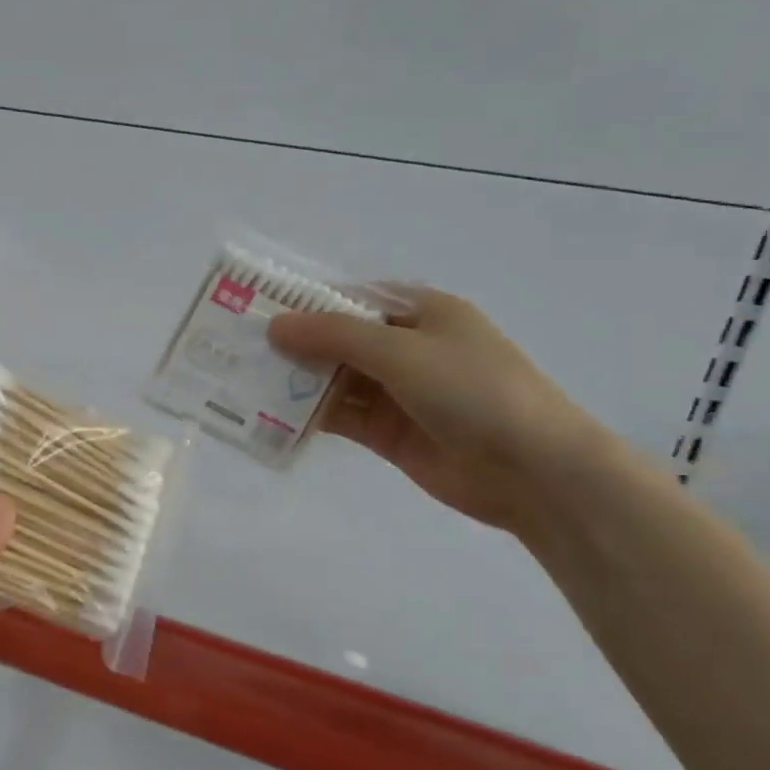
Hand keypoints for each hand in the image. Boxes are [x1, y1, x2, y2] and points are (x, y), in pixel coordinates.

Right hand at [268, 287, 610, 534]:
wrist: (533, 470)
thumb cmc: (474, 390)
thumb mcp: (402, 351)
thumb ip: (335, 337)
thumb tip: (275, 326)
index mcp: (419, 311)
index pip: (349, 299)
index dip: (303, 302)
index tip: (254, 308)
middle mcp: (405, 347)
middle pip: (337, 340)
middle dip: (293, 345)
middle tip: (236, 348)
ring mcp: (396, 392)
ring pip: (334, 380)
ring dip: (296, 381)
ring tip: (242, 381)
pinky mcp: (388, 432)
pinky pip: (340, 416)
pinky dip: (308, 416)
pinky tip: (270, 417)